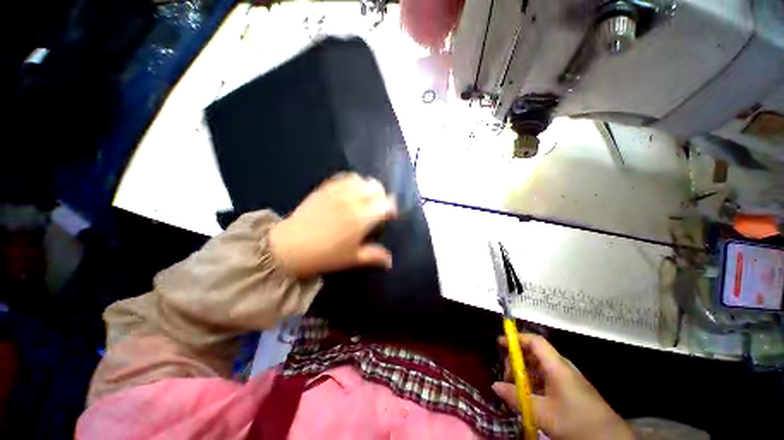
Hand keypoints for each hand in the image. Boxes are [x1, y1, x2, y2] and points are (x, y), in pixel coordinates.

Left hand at [269, 173, 397, 277]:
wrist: (290, 247)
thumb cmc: (324, 255)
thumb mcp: (352, 259)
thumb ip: (374, 256)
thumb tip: (390, 261)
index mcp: (361, 218)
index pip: (386, 204)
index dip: (391, 208)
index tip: (389, 216)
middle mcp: (352, 200)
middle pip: (376, 187)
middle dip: (382, 196)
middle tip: (378, 207)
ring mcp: (337, 191)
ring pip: (362, 179)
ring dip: (368, 187)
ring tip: (365, 198)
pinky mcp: (325, 188)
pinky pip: (344, 177)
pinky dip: (353, 182)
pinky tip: (350, 192)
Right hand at [492, 334, 633, 439]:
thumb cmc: (575, 422)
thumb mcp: (542, 413)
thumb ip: (516, 398)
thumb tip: (494, 386)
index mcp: (556, 366)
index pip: (534, 341)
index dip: (516, 338)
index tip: (500, 343)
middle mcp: (562, 367)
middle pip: (535, 352)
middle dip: (517, 360)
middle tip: (507, 376)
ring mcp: (568, 378)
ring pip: (541, 367)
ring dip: (525, 373)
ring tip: (516, 389)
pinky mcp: (571, 389)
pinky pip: (548, 378)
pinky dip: (535, 382)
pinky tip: (530, 397)